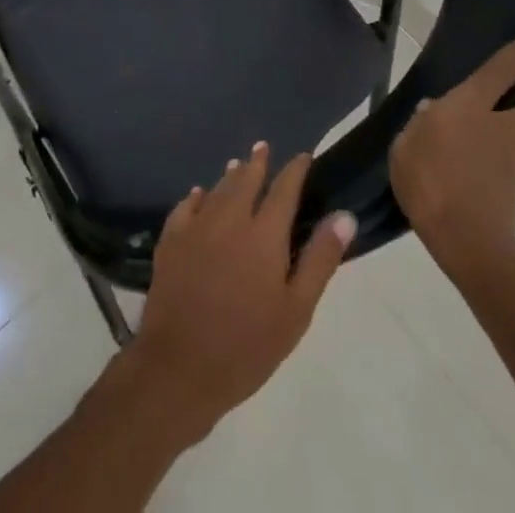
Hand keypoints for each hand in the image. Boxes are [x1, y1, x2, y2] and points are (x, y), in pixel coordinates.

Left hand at [127, 143, 355, 441]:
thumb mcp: (296, 310)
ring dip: (230, 176)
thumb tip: (344, 215)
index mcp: (263, 234)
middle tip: (263, 148)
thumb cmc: (248, 346)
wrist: (181, 366)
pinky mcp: (170, 240)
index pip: (284, 190)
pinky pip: (186, 206)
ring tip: (238, 165)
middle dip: (257, 162)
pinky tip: (199, 195)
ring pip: (217, 189)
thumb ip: (320, 259)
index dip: (295, 170)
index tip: (304, 157)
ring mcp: (196, 227)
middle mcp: (229, 219)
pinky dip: (197, 196)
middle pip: (245, 180)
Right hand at [389, 35, 514, 281]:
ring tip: (473, 150)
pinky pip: (505, 169)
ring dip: (508, 138)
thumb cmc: (428, 181)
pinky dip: (493, 169)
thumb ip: (420, 125)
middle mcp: (500, 127)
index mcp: (470, 106)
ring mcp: (511, 161)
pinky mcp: (513, 191)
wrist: (467, 242)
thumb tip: (434, 113)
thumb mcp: (405, 145)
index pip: (501, 71)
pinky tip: (467, 180)